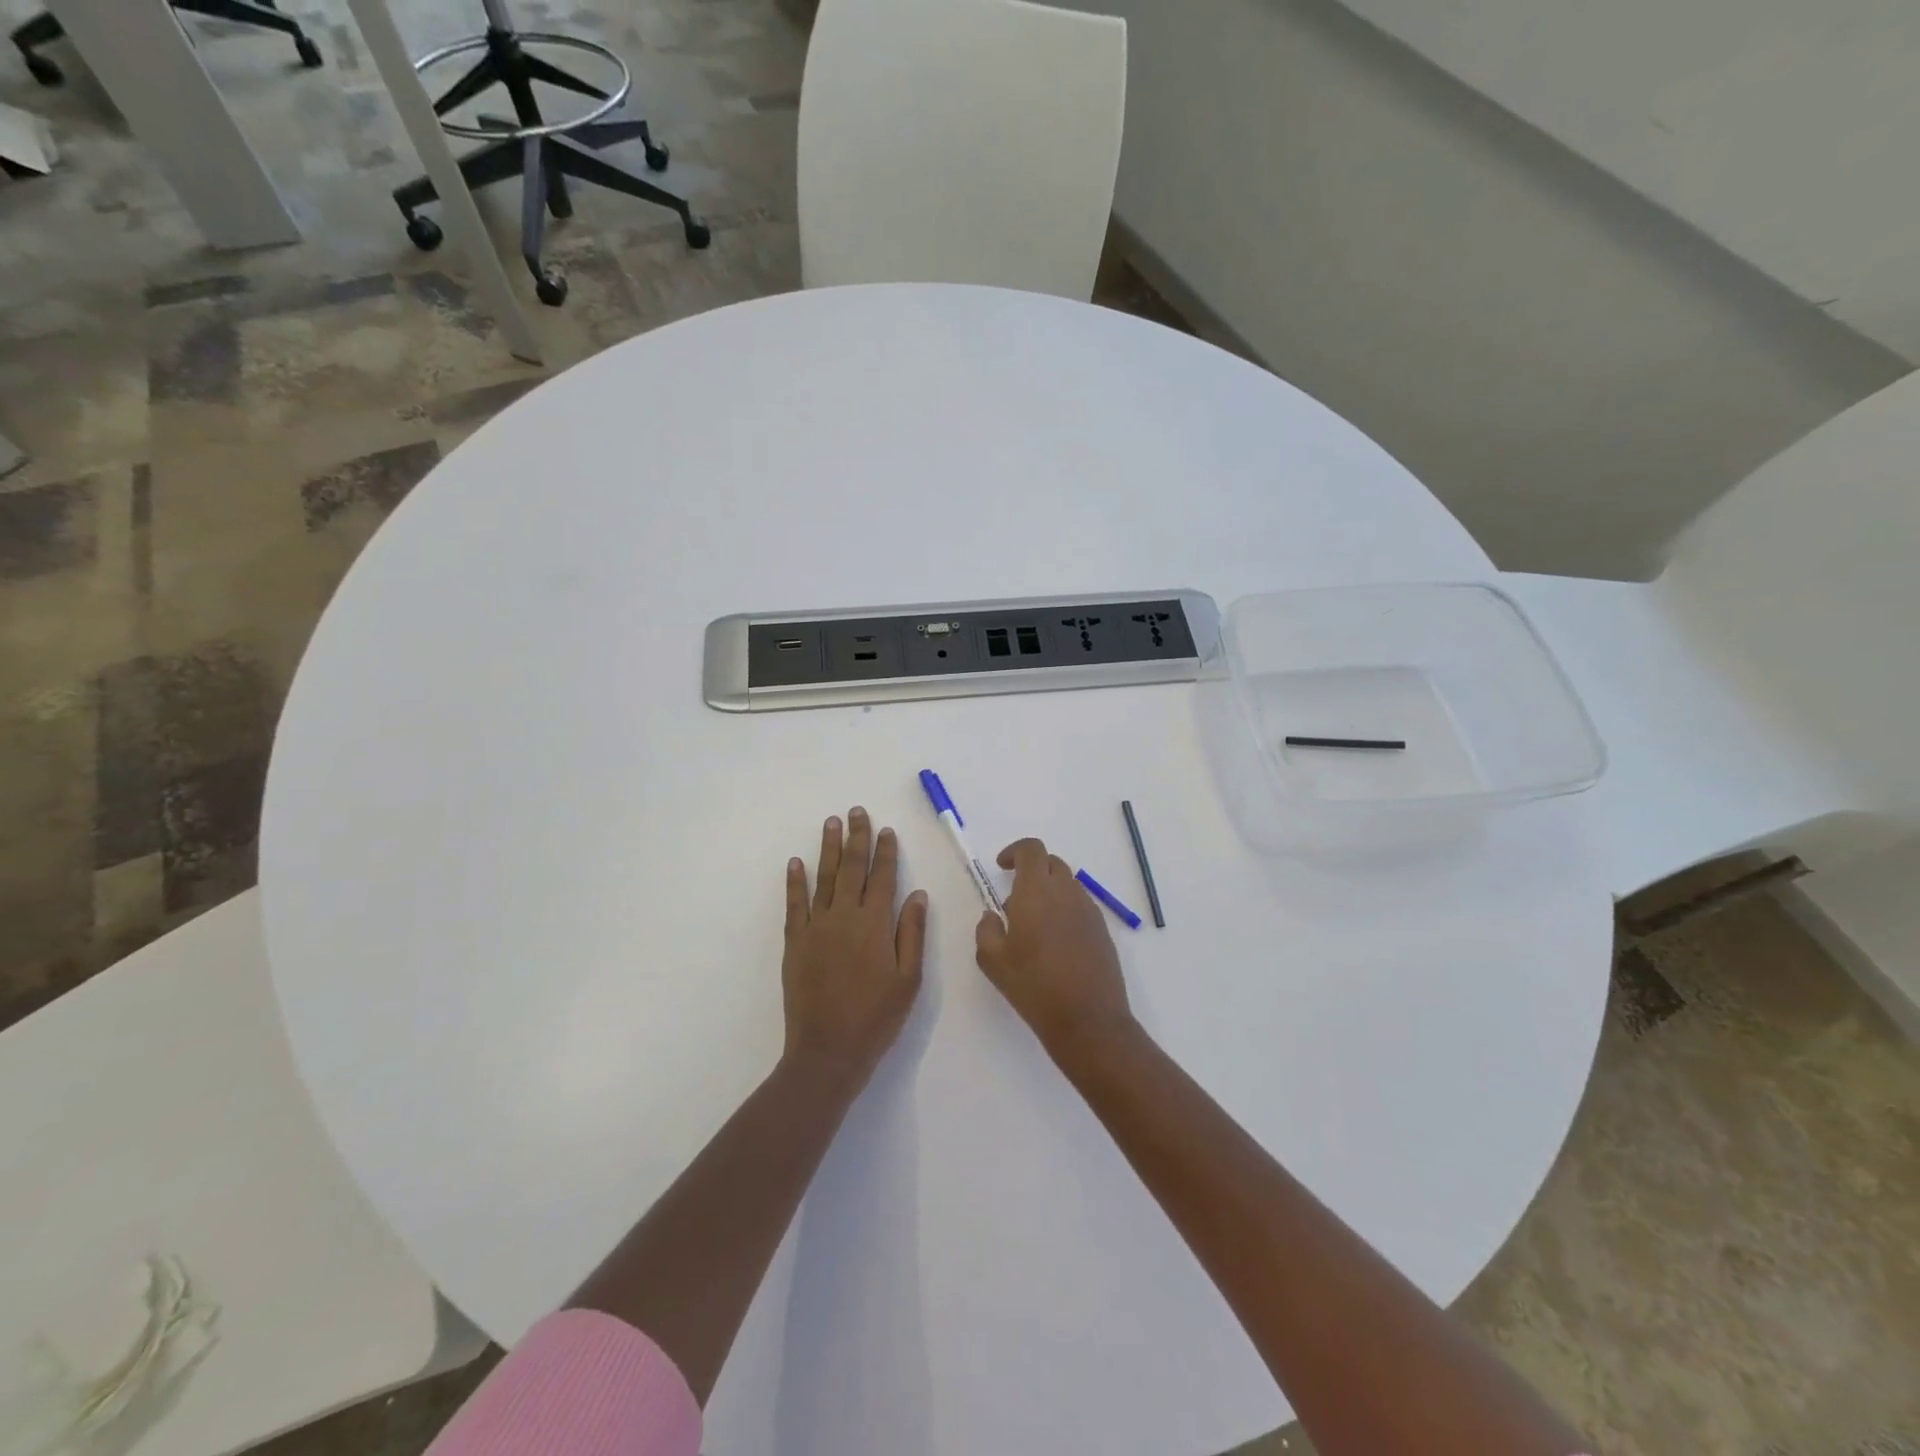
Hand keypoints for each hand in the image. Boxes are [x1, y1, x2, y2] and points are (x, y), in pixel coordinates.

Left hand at [782, 807, 927, 1088]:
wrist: (828, 1051)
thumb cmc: (876, 1017)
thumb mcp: (909, 980)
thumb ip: (911, 933)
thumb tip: (916, 894)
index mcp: (875, 925)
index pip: (883, 878)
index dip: (885, 852)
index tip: (886, 829)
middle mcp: (845, 917)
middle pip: (852, 868)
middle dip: (856, 838)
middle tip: (856, 811)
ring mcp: (816, 927)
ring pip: (823, 878)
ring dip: (827, 848)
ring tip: (831, 823)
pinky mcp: (795, 942)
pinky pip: (795, 904)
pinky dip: (795, 881)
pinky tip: (795, 862)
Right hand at [975, 837, 1133, 1060]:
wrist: (1087, 1019)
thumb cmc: (1033, 986)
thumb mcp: (992, 960)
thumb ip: (986, 929)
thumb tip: (993, 916)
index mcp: (1037, 891)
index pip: (1031, 849)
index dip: (1015, 851)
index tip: (1001, 867)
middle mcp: (1066, 892)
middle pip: (1051, 863)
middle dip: (1031, 871)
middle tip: (1014, 900)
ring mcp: (1089, 910)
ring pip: (1067, 885)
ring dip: (1049, 892)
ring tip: (1034, 928)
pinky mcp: (1102, 930)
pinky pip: (1080, 906)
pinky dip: (1064, 911)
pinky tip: (1055, 944)